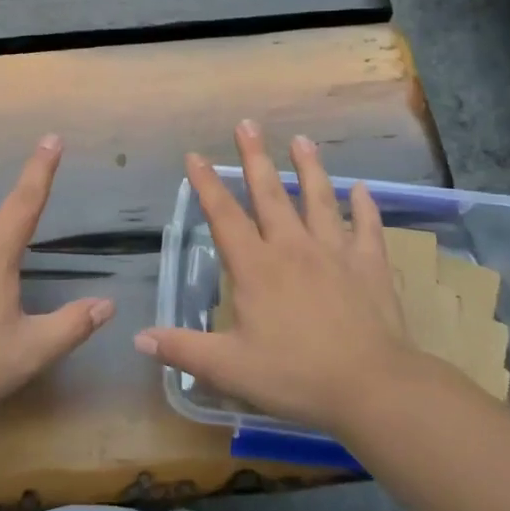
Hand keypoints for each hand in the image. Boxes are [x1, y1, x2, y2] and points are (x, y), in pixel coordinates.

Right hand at [134, 121, 435, 438]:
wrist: (371, 386)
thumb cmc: (295, 376)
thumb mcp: (229, 368)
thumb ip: (183, 349)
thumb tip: (138, 338)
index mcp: (256, 267)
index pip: (224, 216)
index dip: (207, 185)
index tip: (195, 155)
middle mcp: (292, 248)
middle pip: (270, 193)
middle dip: (255, 157)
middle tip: (248, 124)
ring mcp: (335, 252)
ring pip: (319, 199)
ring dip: (309, 167)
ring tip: (302, 140)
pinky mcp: (369, 265)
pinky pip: (366, 227)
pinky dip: (364, 207)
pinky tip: (362, 189)